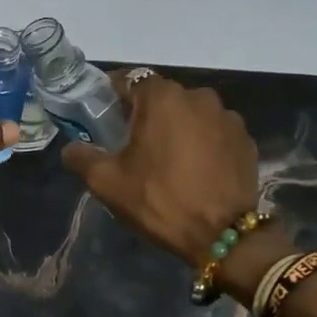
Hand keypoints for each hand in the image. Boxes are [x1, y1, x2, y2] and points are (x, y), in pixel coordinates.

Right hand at [62, 75, 257, 263]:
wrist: (224, 235)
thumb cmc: (160, 199)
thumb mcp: (107, 182)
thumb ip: (81, 157)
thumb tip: (71, 148)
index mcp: (162, 97)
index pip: (129, 80)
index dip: (112, 97)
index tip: (104, 118)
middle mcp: (198, 96)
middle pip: (161, 96)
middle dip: (146, 114)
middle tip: (132, 144)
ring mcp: (227, 117)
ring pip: (190, 113)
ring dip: (176, 127)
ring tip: (168, 159)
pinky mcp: (246, 139)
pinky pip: (214, 131)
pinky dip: (202, 142)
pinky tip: (195, 169)